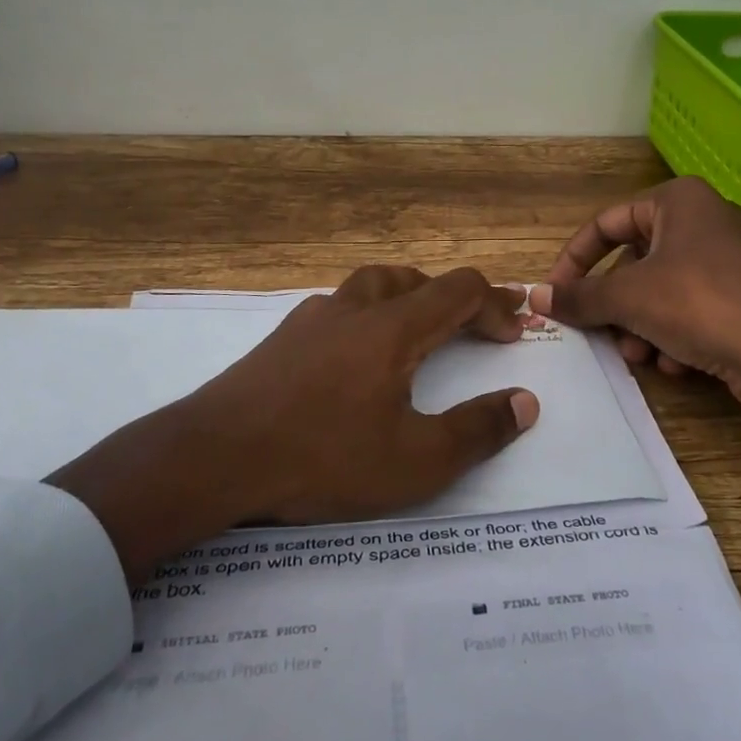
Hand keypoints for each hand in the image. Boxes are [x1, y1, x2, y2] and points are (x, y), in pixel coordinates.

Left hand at [50, 266, 539, 583]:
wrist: (214, 456)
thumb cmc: (322, 458)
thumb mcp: (415, 461)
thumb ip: (477, 430)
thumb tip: (526, 401)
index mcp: (392, 328)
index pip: (458, 291)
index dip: (494, 303)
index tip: (515, 329)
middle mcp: (353, 309)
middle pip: (413, 279)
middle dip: (453, 296)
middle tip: (474, 323)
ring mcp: (311, 320)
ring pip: (369, 286)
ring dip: (407, 298)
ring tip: (419, 327)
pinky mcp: (280, 339)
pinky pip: (338, 309)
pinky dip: (366, 317)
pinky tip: (356, 354)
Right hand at [530, 177, 740, 520]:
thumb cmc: (702, 306)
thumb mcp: (628, 297)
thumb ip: (578, 295)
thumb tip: (534, 296)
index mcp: (679, 201)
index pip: (606, 223)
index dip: (575, 259)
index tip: (555, 293)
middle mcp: (705, 223)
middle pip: (634, 263)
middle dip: (614, 305)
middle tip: (600, 333)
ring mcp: (730, 263)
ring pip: (661, 292)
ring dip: (642, 327)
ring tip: (642, 356)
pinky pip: (692, 312)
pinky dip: (676, 338)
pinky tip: (678, 366)